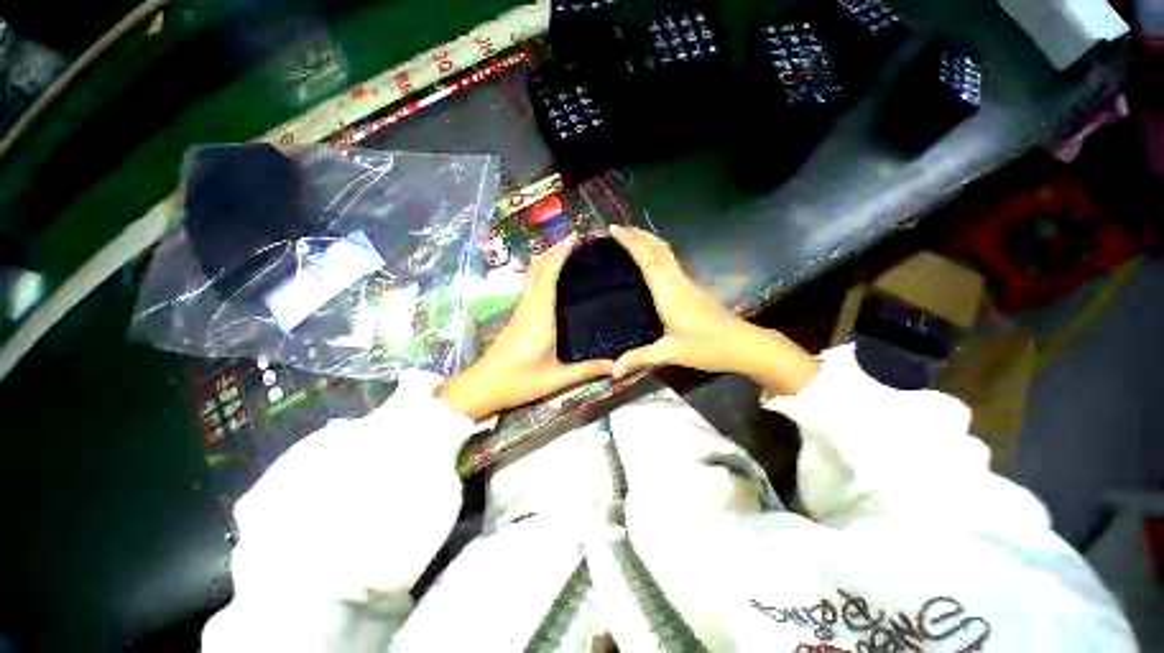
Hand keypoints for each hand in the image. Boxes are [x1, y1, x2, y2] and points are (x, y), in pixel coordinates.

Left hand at [437, 235, 612, 420]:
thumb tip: (615, 365)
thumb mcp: (556, 379)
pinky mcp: (517, 316)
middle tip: (575, 240)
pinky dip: (541, 273)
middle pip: (537, 269)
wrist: (483, 386)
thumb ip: (586, 370)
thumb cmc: (519, 381)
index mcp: (539, 316)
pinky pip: (530, 285)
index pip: (549, 277)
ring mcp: (520, 310)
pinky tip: (552, 277)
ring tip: (566, 252)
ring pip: (531, 275)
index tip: (575, 239)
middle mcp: (529, 306)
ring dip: (546, 259)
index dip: (560, 255)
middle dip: (554, 250)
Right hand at [608, 225, 818, 393]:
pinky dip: (656, 254)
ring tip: (631, 238)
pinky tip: (650, 262)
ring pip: (666, 253)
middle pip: (658, 249)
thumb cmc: (708, 347)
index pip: (648, 260)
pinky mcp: (692, 289)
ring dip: (648, 241)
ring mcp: (687, 283)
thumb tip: (613, 371)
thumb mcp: (672, 353)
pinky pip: (670, 263)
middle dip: (638, 235)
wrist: (744, 345)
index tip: (614, 229)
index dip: (631, 242)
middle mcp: (677, 282)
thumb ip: (641, 358)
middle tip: (618, 228)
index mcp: (669, 292)